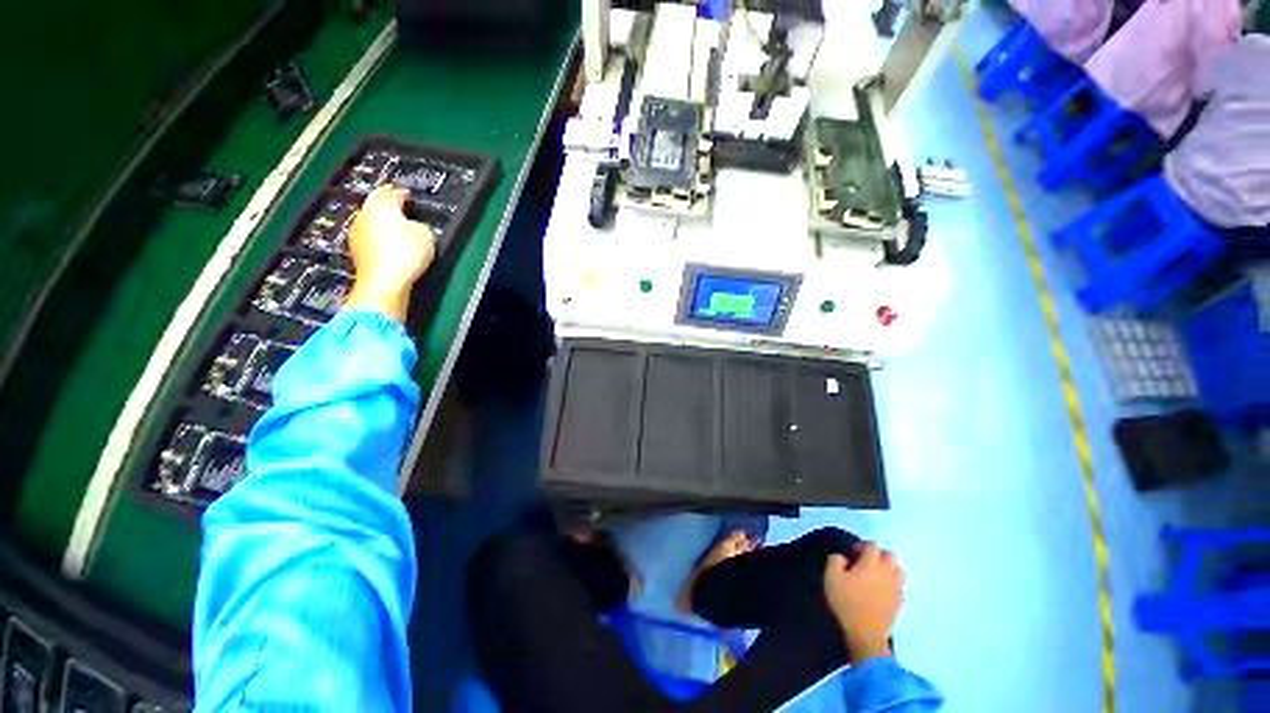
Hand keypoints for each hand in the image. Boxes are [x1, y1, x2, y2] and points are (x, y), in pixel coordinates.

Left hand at [344, 185, 435, 322]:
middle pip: (375, 201)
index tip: (408, 195)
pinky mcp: (356, 248)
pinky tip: (383, 239)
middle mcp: (366, 213)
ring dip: (378, 216)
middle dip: (384, 199)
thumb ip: (420, 225)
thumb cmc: (407, 255)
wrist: (384, 282)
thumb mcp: (426, 236)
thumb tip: (413, 226)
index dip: (402, 193)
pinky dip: (375, 232)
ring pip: (369, 216)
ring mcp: (357, 230)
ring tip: (391, 221)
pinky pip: (367, 233)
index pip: (393, 193)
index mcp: (384, 206)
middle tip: (394, 200)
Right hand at [823, 542, 904, 663]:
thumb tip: (843, 557)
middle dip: (878, 555)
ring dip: (889, 569)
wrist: (866, 635)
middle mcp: (887, 573)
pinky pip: (900, 588)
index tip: (851, 555)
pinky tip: (882, 591)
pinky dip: (892, 585)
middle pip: (890, 555)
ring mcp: (896, 589)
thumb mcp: (831, 577)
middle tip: (864, 562)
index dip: (860, 546)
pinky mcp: (899, 604)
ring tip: (875, 576)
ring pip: (899, 571)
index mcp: (871, 563)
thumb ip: (835, 560)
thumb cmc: (847, 602)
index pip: (872, 544)